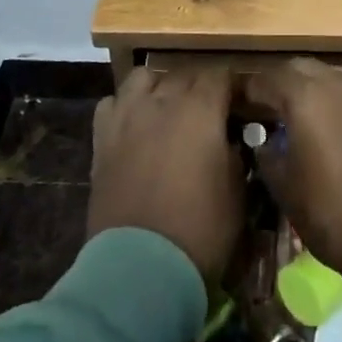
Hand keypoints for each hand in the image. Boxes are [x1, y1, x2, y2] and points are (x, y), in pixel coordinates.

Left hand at [88, 66, 243, 281]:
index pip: (220, 75)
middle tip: (209, 113)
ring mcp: (128, 115)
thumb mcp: (237, 192)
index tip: (239, 103)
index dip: (232, 87)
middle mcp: (163, 101)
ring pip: (144, 77)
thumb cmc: (200, 231)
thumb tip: (228, 138)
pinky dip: (125, 107)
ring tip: (167, 109)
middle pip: (184, 75)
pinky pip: (112, 103)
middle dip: (200, 88)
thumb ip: (235, 153)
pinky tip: (133, 125)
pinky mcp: (102, 137)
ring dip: (159, 87)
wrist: (141, 267)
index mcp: (201, 110)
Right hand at [240, 58, 341, 274]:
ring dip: (317, 89)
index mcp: (305, 96)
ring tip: (307, 116)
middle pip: (303, 68)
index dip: (252, 91)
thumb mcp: (285, 189)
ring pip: (335, 77)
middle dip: (284, 82)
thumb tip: (265, 142)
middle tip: (272, 106)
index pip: (269, 78)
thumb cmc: (332, 213)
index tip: (243, 106)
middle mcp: (339, 84)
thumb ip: (268, 155)